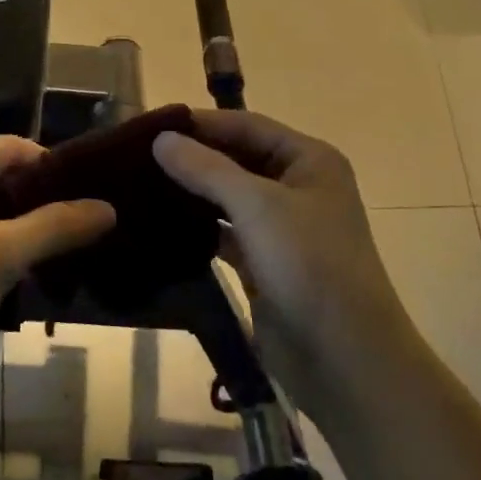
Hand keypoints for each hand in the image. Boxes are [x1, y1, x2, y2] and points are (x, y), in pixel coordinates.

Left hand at [0, 137, 115, 374]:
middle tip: (91, 230)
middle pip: (2, 180)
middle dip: (44, 205)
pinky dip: (2, 258)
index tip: (96, 195)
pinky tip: (30, 283)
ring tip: (70, 258)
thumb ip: (56, 227)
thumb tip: (109, 207)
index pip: (14, 147)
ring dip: (26, 236)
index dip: (55, 168)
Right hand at [154, 110, 403, 416]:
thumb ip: (207, 168)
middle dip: (193, 156)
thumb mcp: (258, 206)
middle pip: (237, 158)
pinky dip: (197, 228)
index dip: (201, 122)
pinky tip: (160, 224)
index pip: (247, 125)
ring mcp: (282, 227)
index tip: (151, 124)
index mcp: (310, 160)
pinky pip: (225, 234)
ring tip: (139, 184)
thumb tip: (161, 139)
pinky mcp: (264, 262)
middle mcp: (298, 186)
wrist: (344, 357)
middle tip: (137, 155)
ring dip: (192, 191)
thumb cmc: (309, 264)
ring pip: (229, 197)